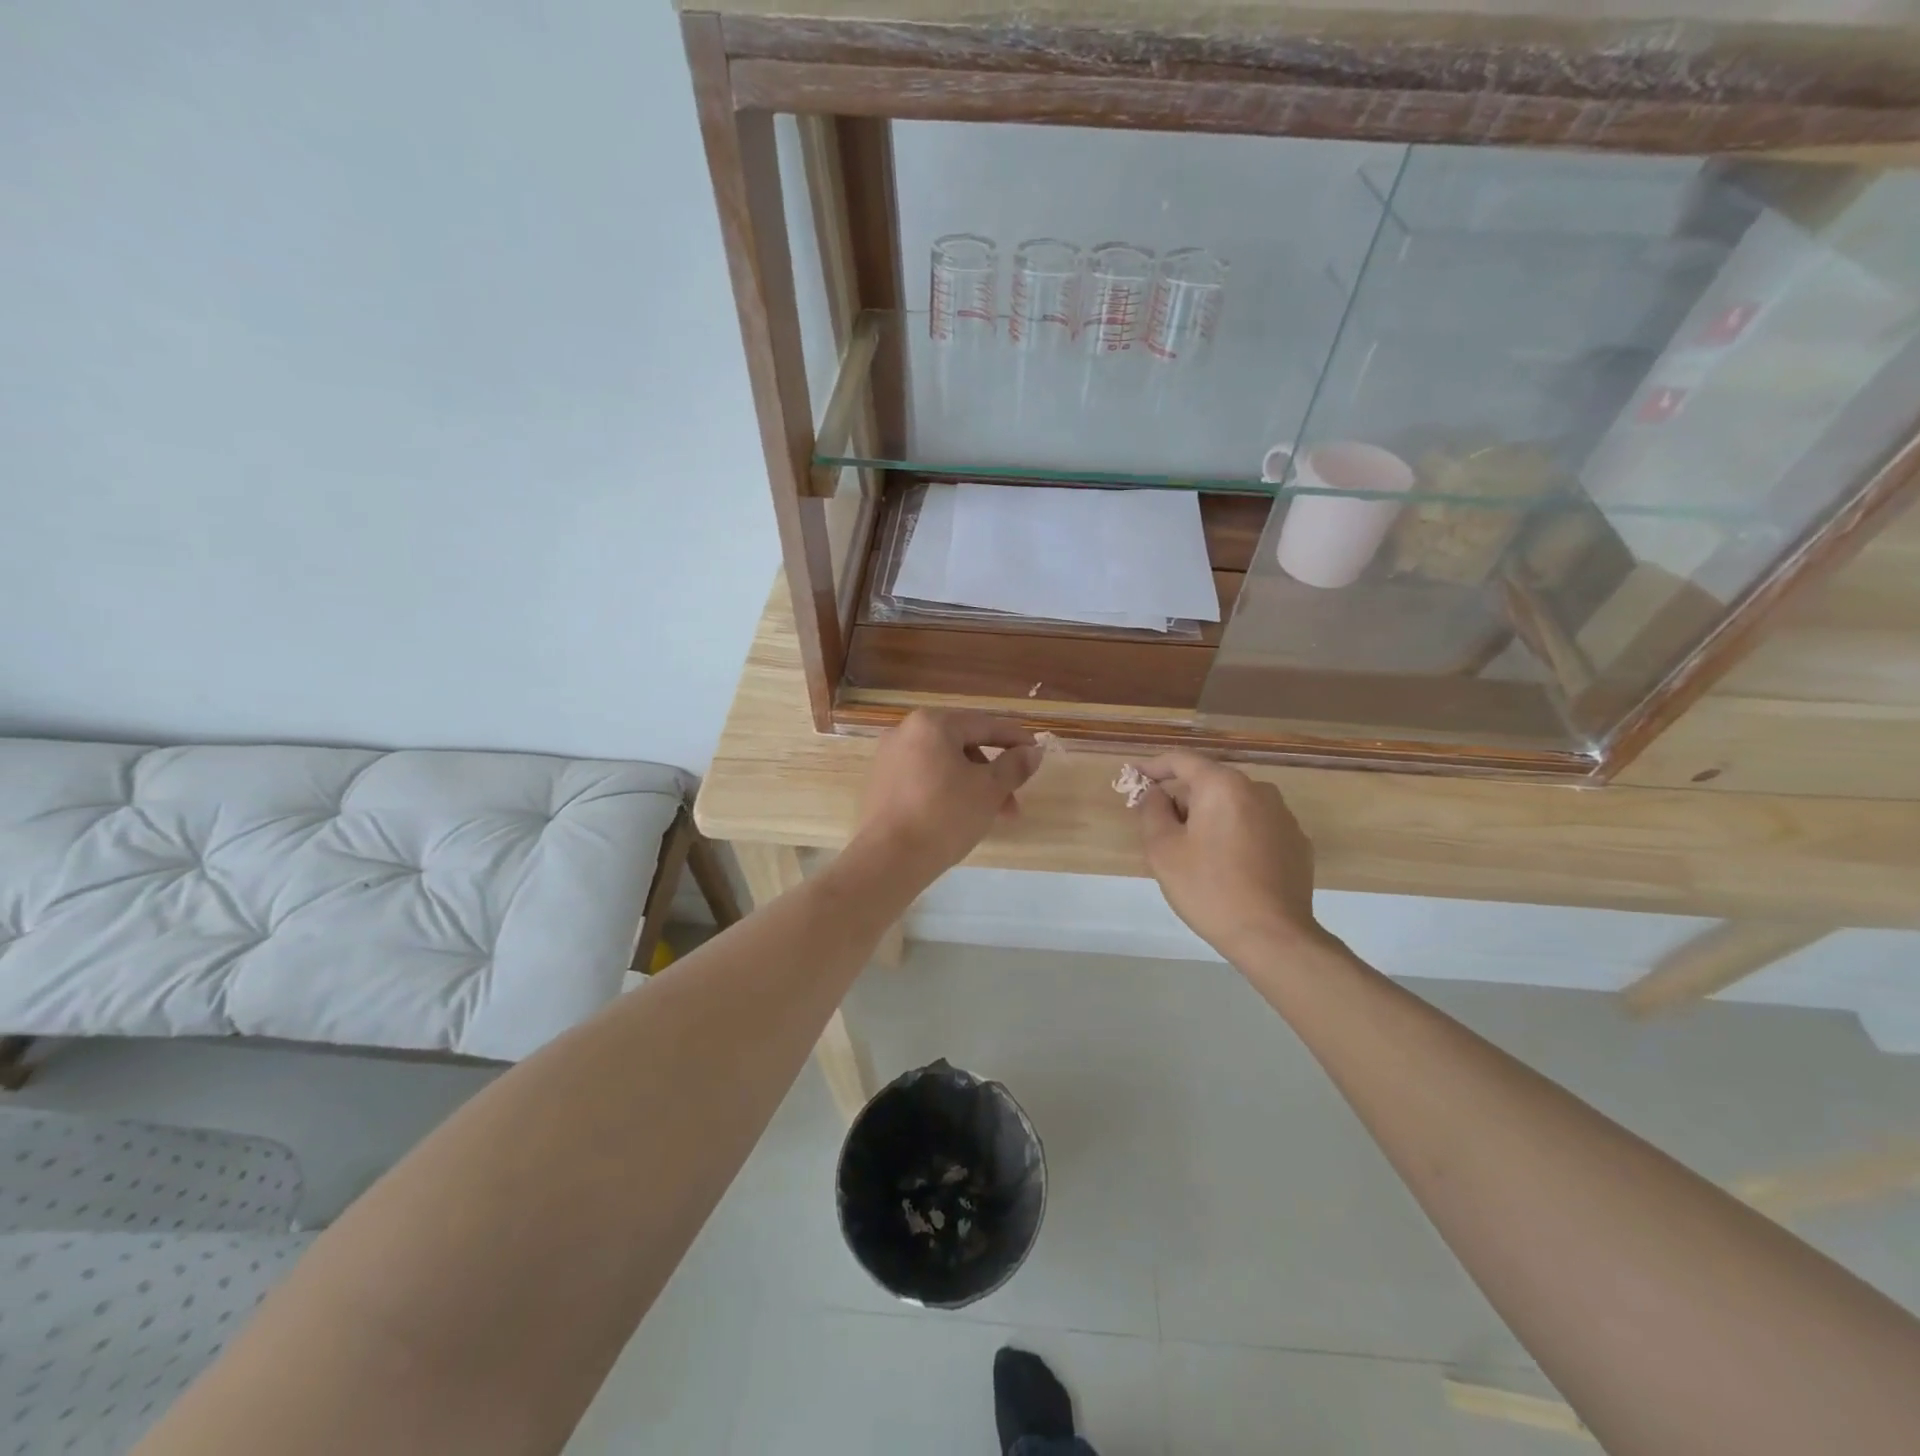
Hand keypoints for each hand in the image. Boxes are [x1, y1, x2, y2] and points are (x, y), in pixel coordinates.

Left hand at [851, 710, 1042, 885]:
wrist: (888, 859)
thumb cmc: (945, 816)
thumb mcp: (989, 790)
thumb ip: (1014, 766)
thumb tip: (1032, 752)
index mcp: (932, 724)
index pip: (984, 725)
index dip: (1015, 739)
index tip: (1036, 753)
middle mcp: (906, 732)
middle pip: (962, 745)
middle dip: (993, 772)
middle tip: (1013, 801)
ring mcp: (889, 758)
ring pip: (944, 764)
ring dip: (973, 785)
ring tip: (991, 817)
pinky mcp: (880, 784)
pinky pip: (924, 778)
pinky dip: (947, 791)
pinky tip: (961, 817)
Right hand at [1134, 751, 1324, 960]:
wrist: (1273, 936)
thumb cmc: (1209, 888)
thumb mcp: (1163, 849)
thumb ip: (1152, 810)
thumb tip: (1156, 793)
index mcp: (1223, 785)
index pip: (1182, 760)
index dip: (1153, 766)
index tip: (1134, 776)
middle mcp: (1258, 790)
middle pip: (1209, 783)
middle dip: (1182, 799)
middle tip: (1160, 828)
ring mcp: (1283, 816)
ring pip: (1233, 805)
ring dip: (1209, 818)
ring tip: (1193, 853)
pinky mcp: (1297, 843)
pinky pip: (1255, 826)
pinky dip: (1235, 835)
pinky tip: (1227, 866)